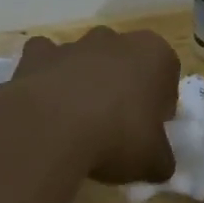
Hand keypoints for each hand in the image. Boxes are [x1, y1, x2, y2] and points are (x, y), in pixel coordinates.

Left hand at [8, 27, 179, 184]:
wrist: (51, 129)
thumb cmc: (117, 137)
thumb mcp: (153, 160)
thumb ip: (161, 157)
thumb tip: (158, 163)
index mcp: (153, 54)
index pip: (166, 74)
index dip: (159, 103)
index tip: (149, 129)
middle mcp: (114, 40)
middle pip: (124, 61)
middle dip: (121, 87)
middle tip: (116, 126)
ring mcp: (73, 44)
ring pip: (85, 59)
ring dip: (84, 81)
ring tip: (77, 122)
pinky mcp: (37, 54)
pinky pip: (45, 61)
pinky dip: (46, 77)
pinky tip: (46, 106)